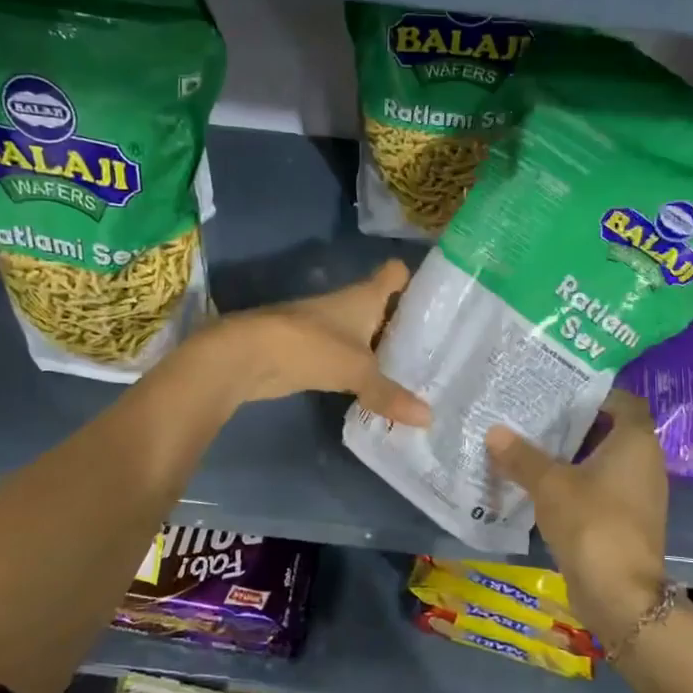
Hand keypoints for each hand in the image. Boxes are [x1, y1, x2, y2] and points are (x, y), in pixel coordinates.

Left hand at [214, 261, 430, 425]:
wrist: (249, 355)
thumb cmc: (311, 346)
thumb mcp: (358, 371)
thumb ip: (391, 394)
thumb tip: (429, 419)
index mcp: (364, 296)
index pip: (395, 274)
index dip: (417, 282)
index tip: (441, 302)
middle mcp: (349, 307)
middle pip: (386, 309)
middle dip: (409, 328)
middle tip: (443, 352)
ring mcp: (330, 330)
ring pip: (368, 337)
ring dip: (385, 354)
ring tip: (419, 376)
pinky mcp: (315, 354)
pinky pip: (349, 361)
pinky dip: (363, 373)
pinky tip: (381, 392)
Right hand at [486, 391, 668, 640]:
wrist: (620, 595)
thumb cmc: (591, 522)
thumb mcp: (549, 484)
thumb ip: (521, 456)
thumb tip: (494, 431)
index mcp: (635, 441)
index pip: (622, 401)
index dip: (593, 394)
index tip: (558, 391)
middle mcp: (645, 462)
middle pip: (610, 430)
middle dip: (574, 424)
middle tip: (534, 416)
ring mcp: (639, 494)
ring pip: (603, 462)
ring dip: (572, 455)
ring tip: (531, 446)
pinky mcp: (627, 520)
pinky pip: (601, 488)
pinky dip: (577, 482)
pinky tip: (542, 485)